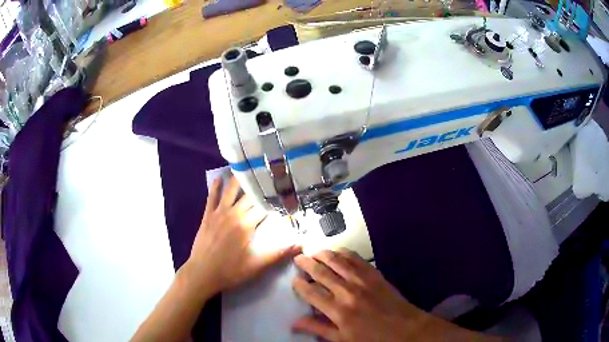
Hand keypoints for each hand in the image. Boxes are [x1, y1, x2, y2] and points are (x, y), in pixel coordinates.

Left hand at [180, 175, 299, 299]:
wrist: (202, 273)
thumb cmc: (231, 270)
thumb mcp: (258, 265)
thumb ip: (280, 253)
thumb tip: (302, 244)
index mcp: (247, 224)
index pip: (265, 207)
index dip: (276, 199)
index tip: (286, 192)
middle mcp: (234, 213)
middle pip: (250, 195)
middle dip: (261, 186)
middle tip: (271, 176)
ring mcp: (219, 212)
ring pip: (231, 190)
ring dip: (240, 179)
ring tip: (248, 168)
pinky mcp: (208, 215)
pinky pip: (212, 197)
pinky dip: (216, 186)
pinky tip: (219, 177)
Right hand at [291, 249, 495, 341]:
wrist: (407, 329)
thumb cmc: (373, 339)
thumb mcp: (343, 340)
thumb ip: (319, 329)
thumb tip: (294, 323)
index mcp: (338, 311)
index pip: (311, 293)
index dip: (300, 285)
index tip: (294, 281)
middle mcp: (348, 291)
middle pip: (322, 272)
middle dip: (307, 264)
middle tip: (298, 258)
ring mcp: (363, 280)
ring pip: (338, 261)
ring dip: (323, 254)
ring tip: (314, 251)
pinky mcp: (375, 274)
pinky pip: (356, 259)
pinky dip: (344, 253)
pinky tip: (338, 251)